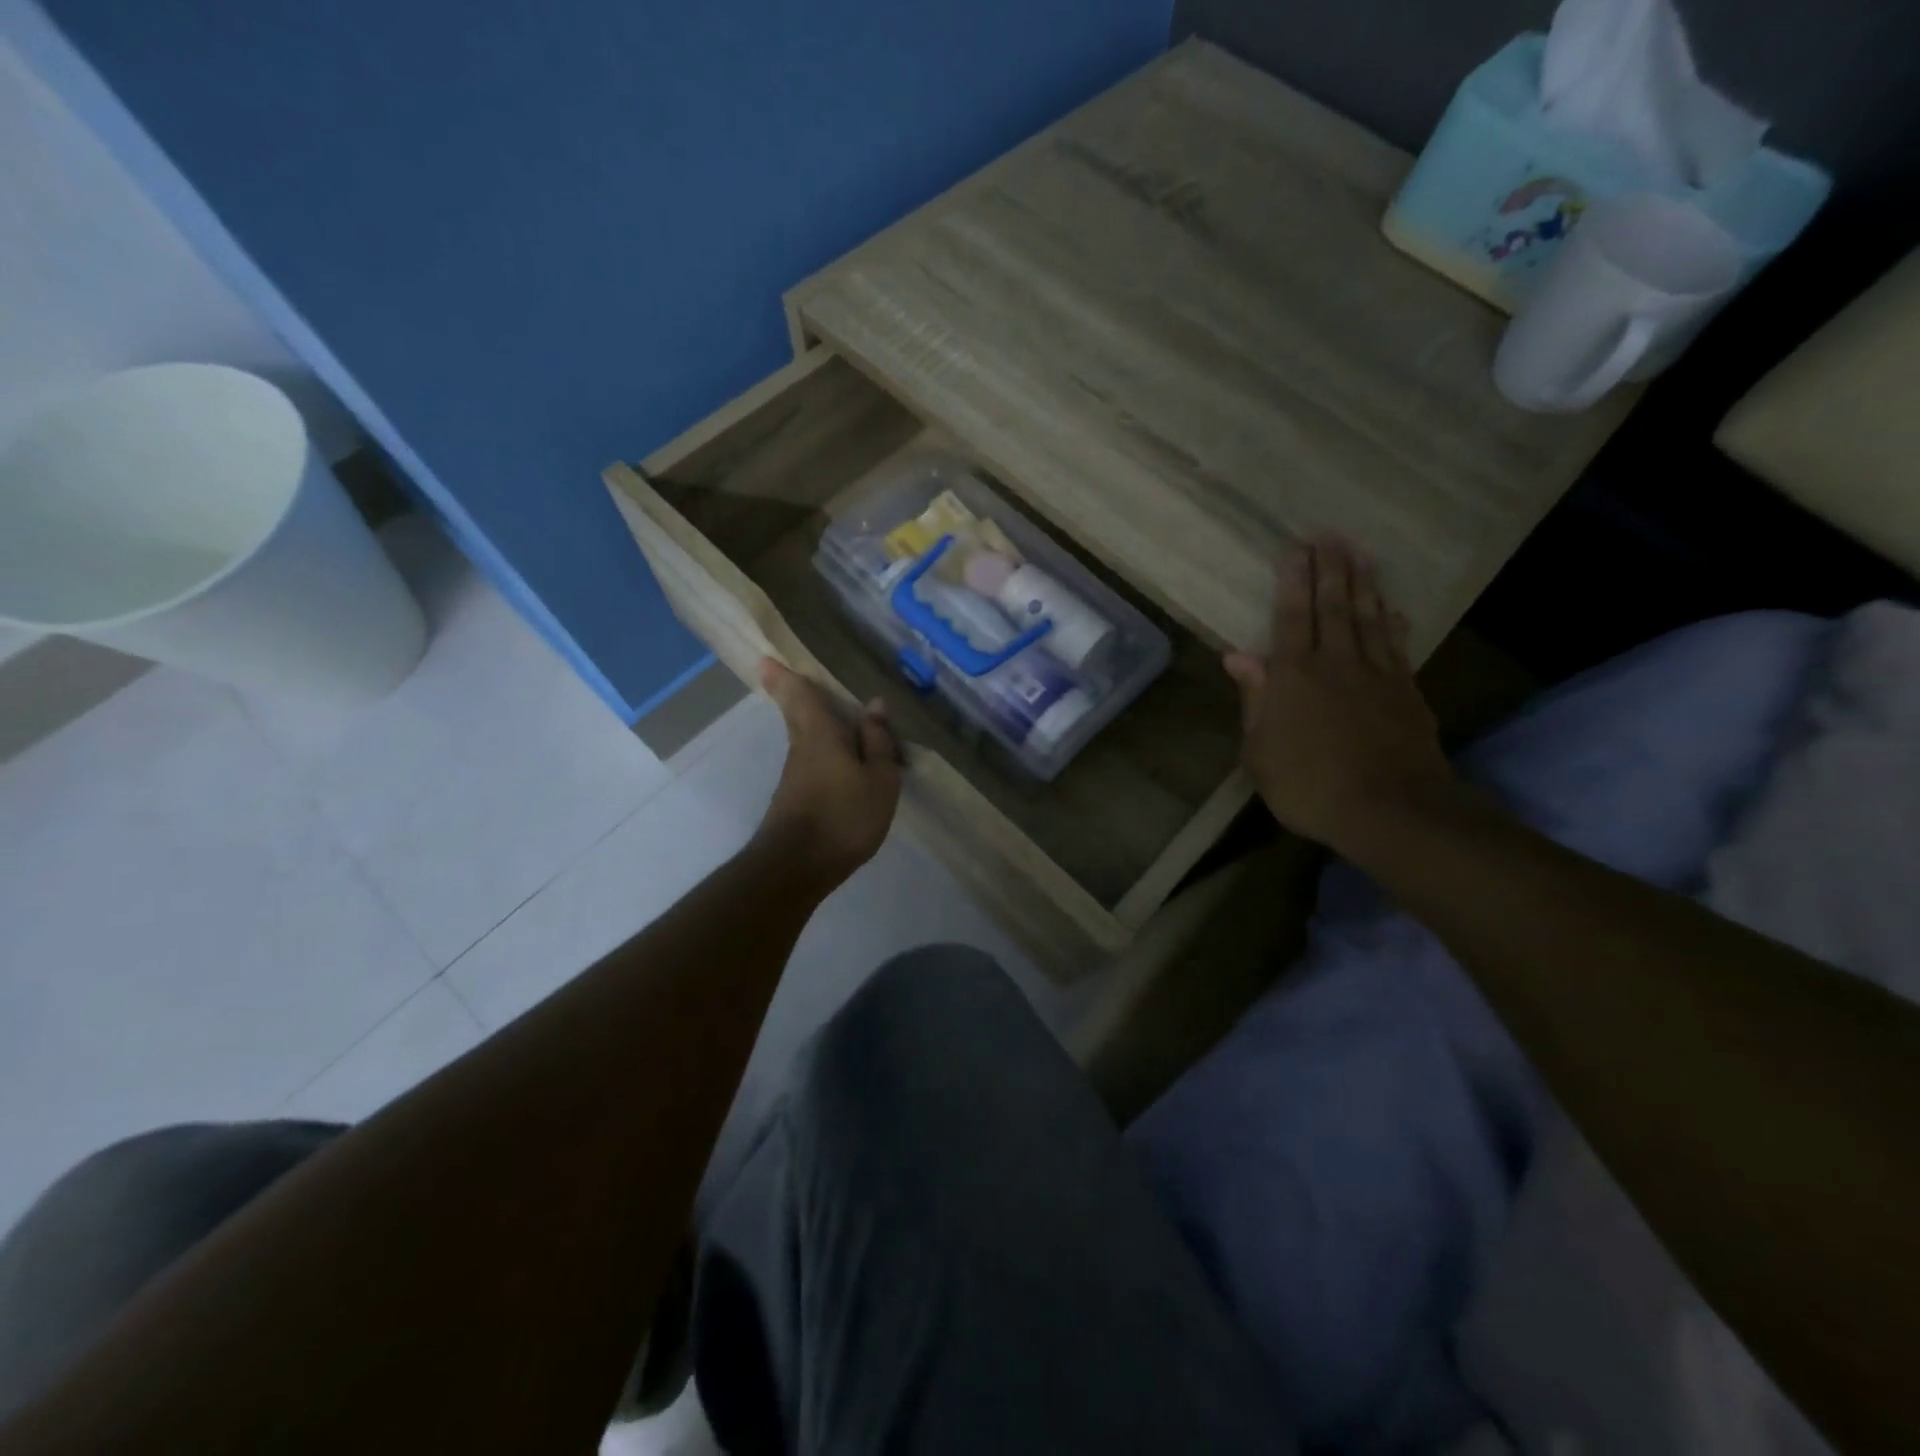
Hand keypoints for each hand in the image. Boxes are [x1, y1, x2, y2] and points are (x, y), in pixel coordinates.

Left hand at [756, 660, 901, 889]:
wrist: (798, 866)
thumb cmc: (844, 815)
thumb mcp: (879, 778)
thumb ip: (877, 742)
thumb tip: (874, 704)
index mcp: (821, 734)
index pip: (800, 695)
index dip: (785, 676)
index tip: (766, 658)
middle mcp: (802, 748)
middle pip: (795, 714)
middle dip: (789, 694)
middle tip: (782, 675)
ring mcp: (796, 775)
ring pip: (804, 738)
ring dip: (810, 723)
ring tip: (825, 712)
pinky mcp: (796, 798)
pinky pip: (811, 761)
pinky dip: (822, 751)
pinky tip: (837, 761)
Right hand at [1224, 540, 1453, 852]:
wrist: (1389, 810)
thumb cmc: (1308, 786)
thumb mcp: (1260, 752)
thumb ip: (1254, 700)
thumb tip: (1237, 656)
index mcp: (1294, 677)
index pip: (1291, 618)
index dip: (1292, 582)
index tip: (1294, 550)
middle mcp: (1335, 664)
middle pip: (1332, 607)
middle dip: (1329, 568)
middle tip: (1329, 535)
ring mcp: (1376, 675)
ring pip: (1367, 618)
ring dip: (1363, 583)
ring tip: (1360, 553)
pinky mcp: (1406, 692)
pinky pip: (1397, 646)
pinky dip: (1392, 623)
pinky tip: (1392, 608)